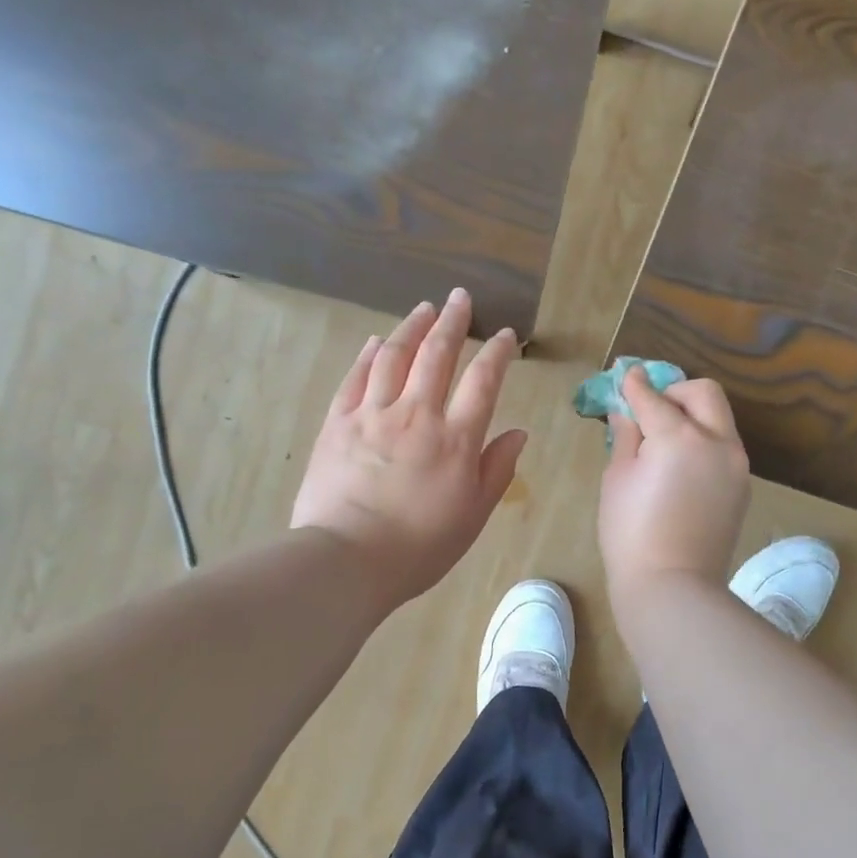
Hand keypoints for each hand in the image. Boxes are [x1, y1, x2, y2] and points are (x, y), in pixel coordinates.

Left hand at [292, 289, 526, 609]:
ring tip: (424, 308)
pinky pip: (355, 378)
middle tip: (460, 298)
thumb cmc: (419, 547)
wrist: (347, 559)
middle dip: (453, 322)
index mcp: (456, 439)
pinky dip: (368, 355)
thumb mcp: (473, 516)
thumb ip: (497, 470)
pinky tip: (375, 341)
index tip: (506, 335)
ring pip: (394, 356)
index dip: (497, 353)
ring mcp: (373, 415)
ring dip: (412, 327)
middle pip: (437, 355)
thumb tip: (518, 432)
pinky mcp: (337, 423)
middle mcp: (417, 414)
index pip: (483, 382)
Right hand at [597, 367, 750, 604]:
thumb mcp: (617, 479)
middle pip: (704, 393)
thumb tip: (627, 412)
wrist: (672, 586)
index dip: (636, 385)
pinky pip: (723, 448)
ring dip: (693, 416)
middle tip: (651, 409)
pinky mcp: (742, 485)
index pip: (654, 398)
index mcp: (680, 437)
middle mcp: (717, 441)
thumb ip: (626, 437)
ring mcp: (736, 464)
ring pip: (719, 419)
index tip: (627, 376)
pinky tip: (681, 467)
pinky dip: (703, 442)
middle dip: (676, 392)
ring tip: (665, 440)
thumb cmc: (630, 534)